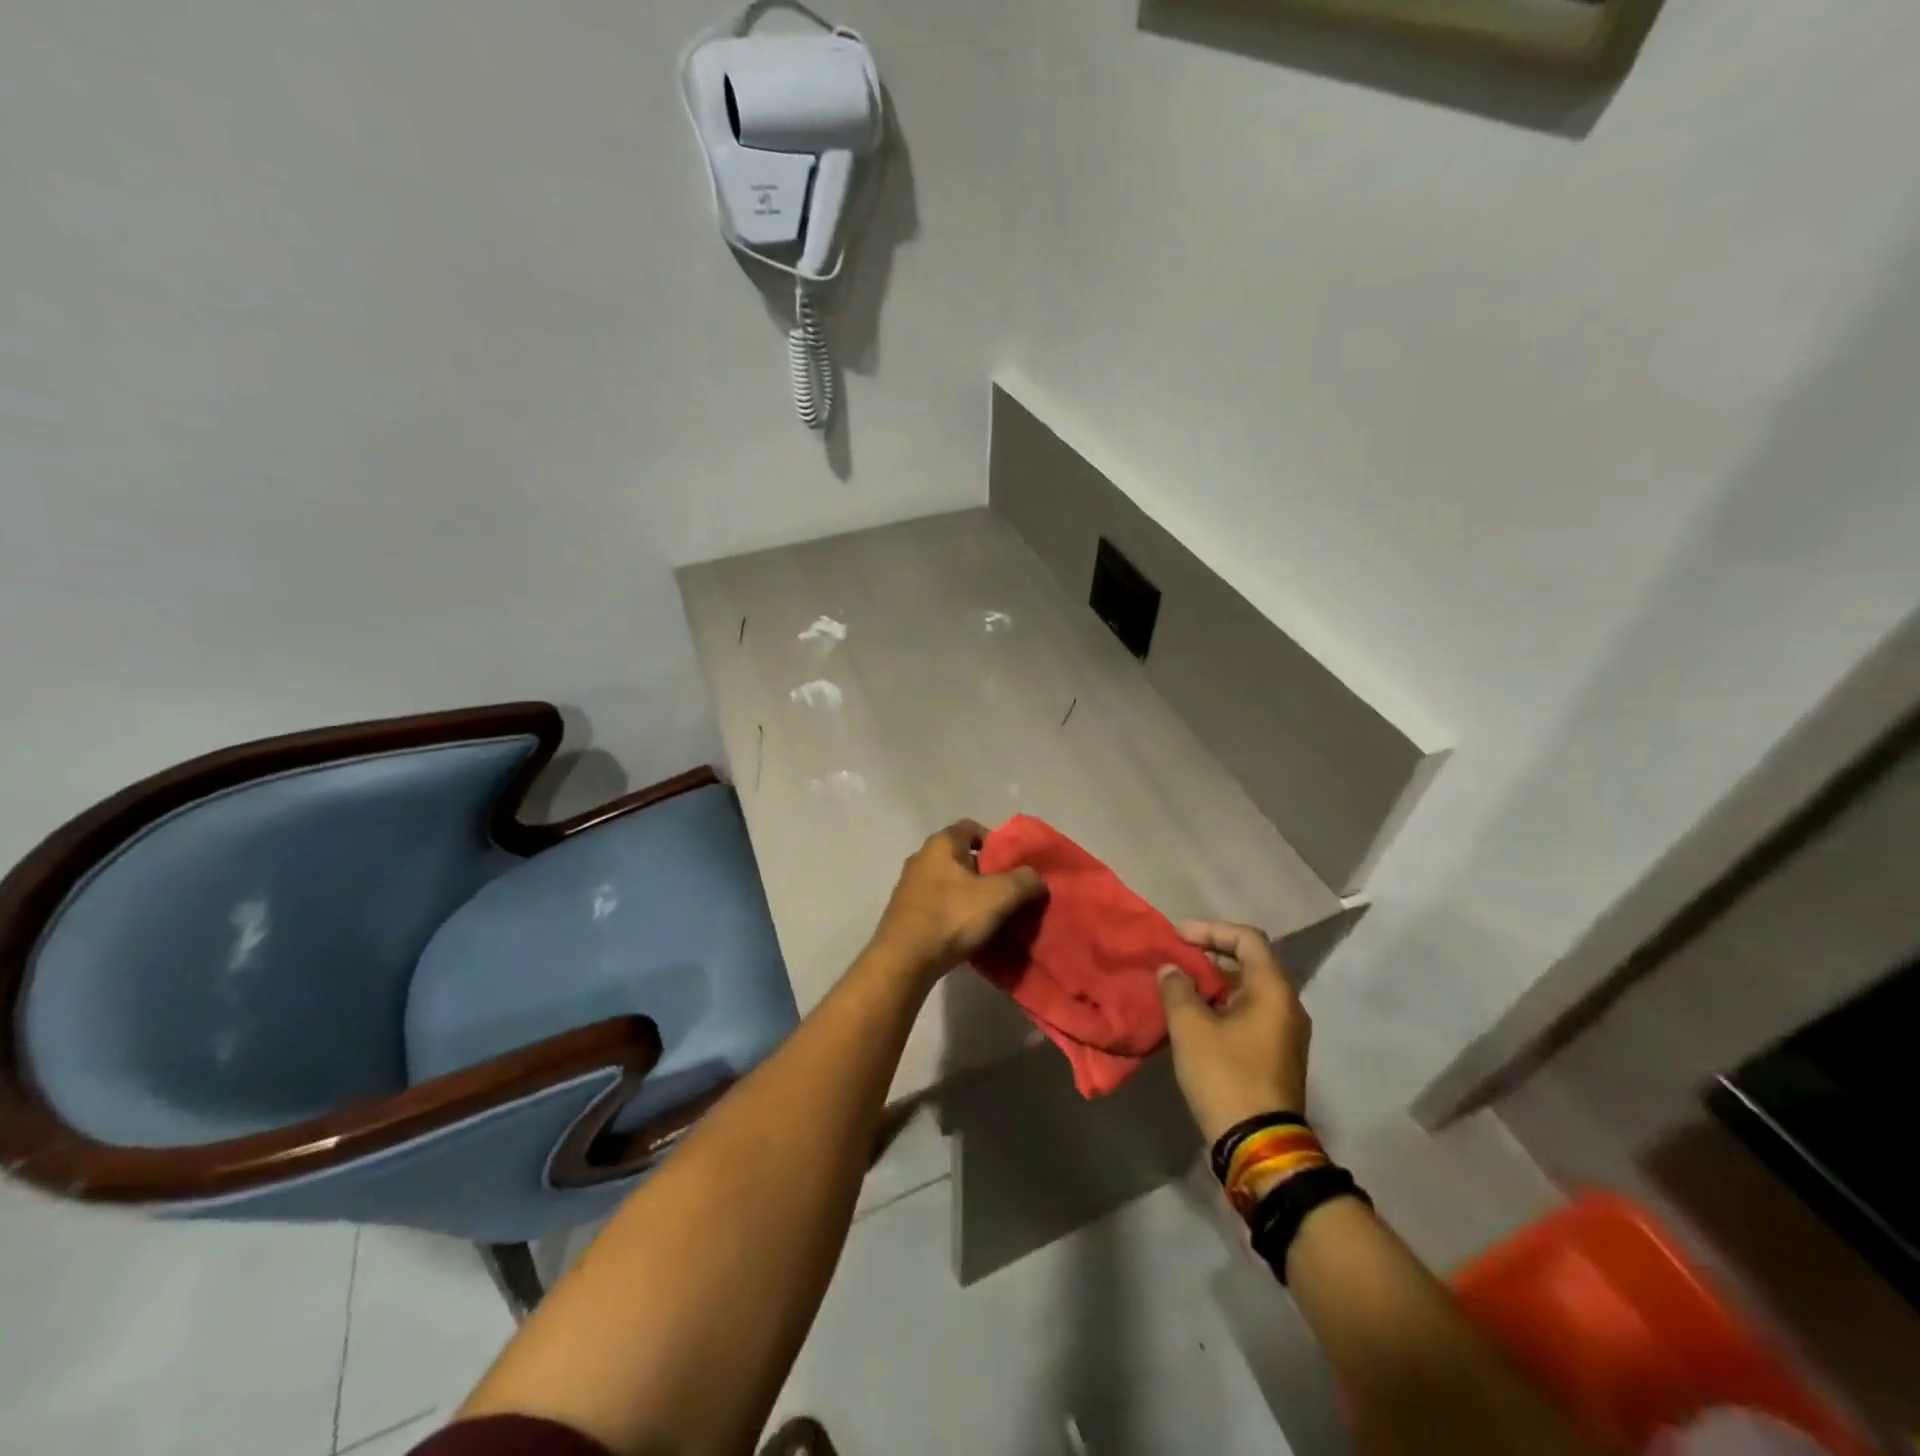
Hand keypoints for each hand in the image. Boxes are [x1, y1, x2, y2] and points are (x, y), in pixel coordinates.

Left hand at [869, 820, 1046, 982]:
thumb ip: (1024, 881)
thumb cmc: (952, 916)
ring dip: (969, 894)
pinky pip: (937, 903)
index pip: (972, 827)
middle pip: (961, 855)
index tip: (1013, 864)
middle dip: (985, 871)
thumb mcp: (999, 896)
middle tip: (1007, 891)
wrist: (904, 960)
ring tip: (991, 915)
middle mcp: (922, 857)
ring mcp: (909, 885)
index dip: (996, 841)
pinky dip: (954, 912)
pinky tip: (967, 931)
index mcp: (942, 844)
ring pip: (949, 881)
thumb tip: (1036, 877)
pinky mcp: (905, 912)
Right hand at [1158, 920, 1309, 1143]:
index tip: (1177, 937)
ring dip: (1216, 981)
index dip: (1210, 930)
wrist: (1259, 1144)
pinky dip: (1224, 1004)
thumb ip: (1177, 989)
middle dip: (1211, 954)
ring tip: (1181, 984)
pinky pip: (1251, 1013)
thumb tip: (1171, 970)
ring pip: (1250, 989)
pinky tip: (1196, 1015)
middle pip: (1251, 961)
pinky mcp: (1278, 1054)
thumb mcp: (1190, 1027)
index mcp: (1274, 990)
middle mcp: (1288, 1005)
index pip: (1247, 938)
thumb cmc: (1225, 1075)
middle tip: (1177, 957)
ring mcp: (1286, 1032)